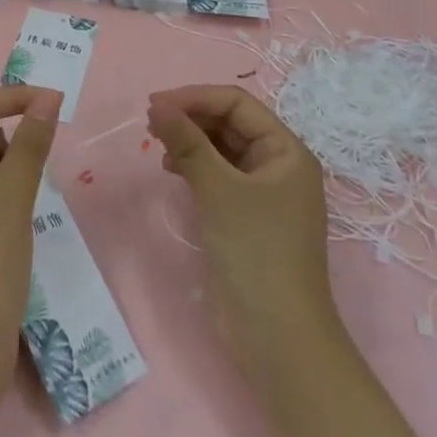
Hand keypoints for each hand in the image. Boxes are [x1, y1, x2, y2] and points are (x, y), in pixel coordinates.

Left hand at [0, 85, 61, 391]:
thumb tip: (47, 98)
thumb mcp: (10, 198)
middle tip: (20, 183)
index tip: (53, 101)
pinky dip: (3, 194)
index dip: (10, 97)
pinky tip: (13, 223)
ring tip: (13, 211)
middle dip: (6, 144)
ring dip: (6, 172)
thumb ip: (30, 143)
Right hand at [147, 84, 338, 379]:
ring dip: (189, 141)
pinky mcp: (244, 218)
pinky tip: (171, 170)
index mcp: (286, 152)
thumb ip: (187, 142)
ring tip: (157, 145)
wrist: (277, 340)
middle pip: (229, 123)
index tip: (154, 104)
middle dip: (190, 117)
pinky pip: (216, 175)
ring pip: (220, 149)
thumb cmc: (256, 253)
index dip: (195, 97)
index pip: (237, 104)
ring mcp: (261, 194)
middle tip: (150, 122)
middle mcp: (277, 166)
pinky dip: (193, 166)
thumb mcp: (219, 190)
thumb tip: (157, 105)